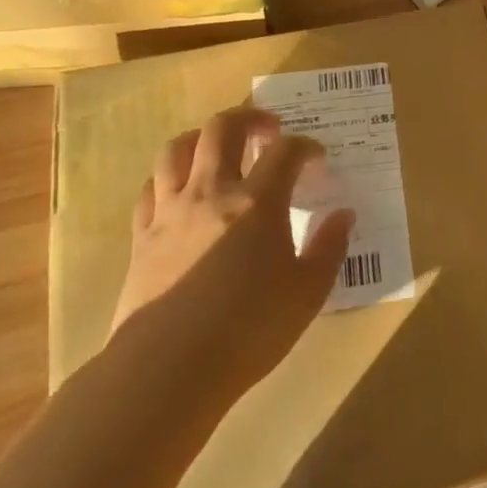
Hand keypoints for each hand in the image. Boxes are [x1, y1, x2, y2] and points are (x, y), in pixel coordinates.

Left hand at [110, 106, 353, 396]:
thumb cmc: (248, 330)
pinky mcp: (142, 236)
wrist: (167, 369)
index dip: (306, 147)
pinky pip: (151, 188)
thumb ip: (329, 247)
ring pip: (178, 149)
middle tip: (269, 129)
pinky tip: (182, 190)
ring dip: (202, 137)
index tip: (317, 159)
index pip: (285, 151)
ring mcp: (171, 211)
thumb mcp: (308, 292)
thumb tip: (344, 215)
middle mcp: (212, 192)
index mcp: (258, 202)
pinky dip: (170, 177)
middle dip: (250, 118)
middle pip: (223, 129)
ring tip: (218, 147)